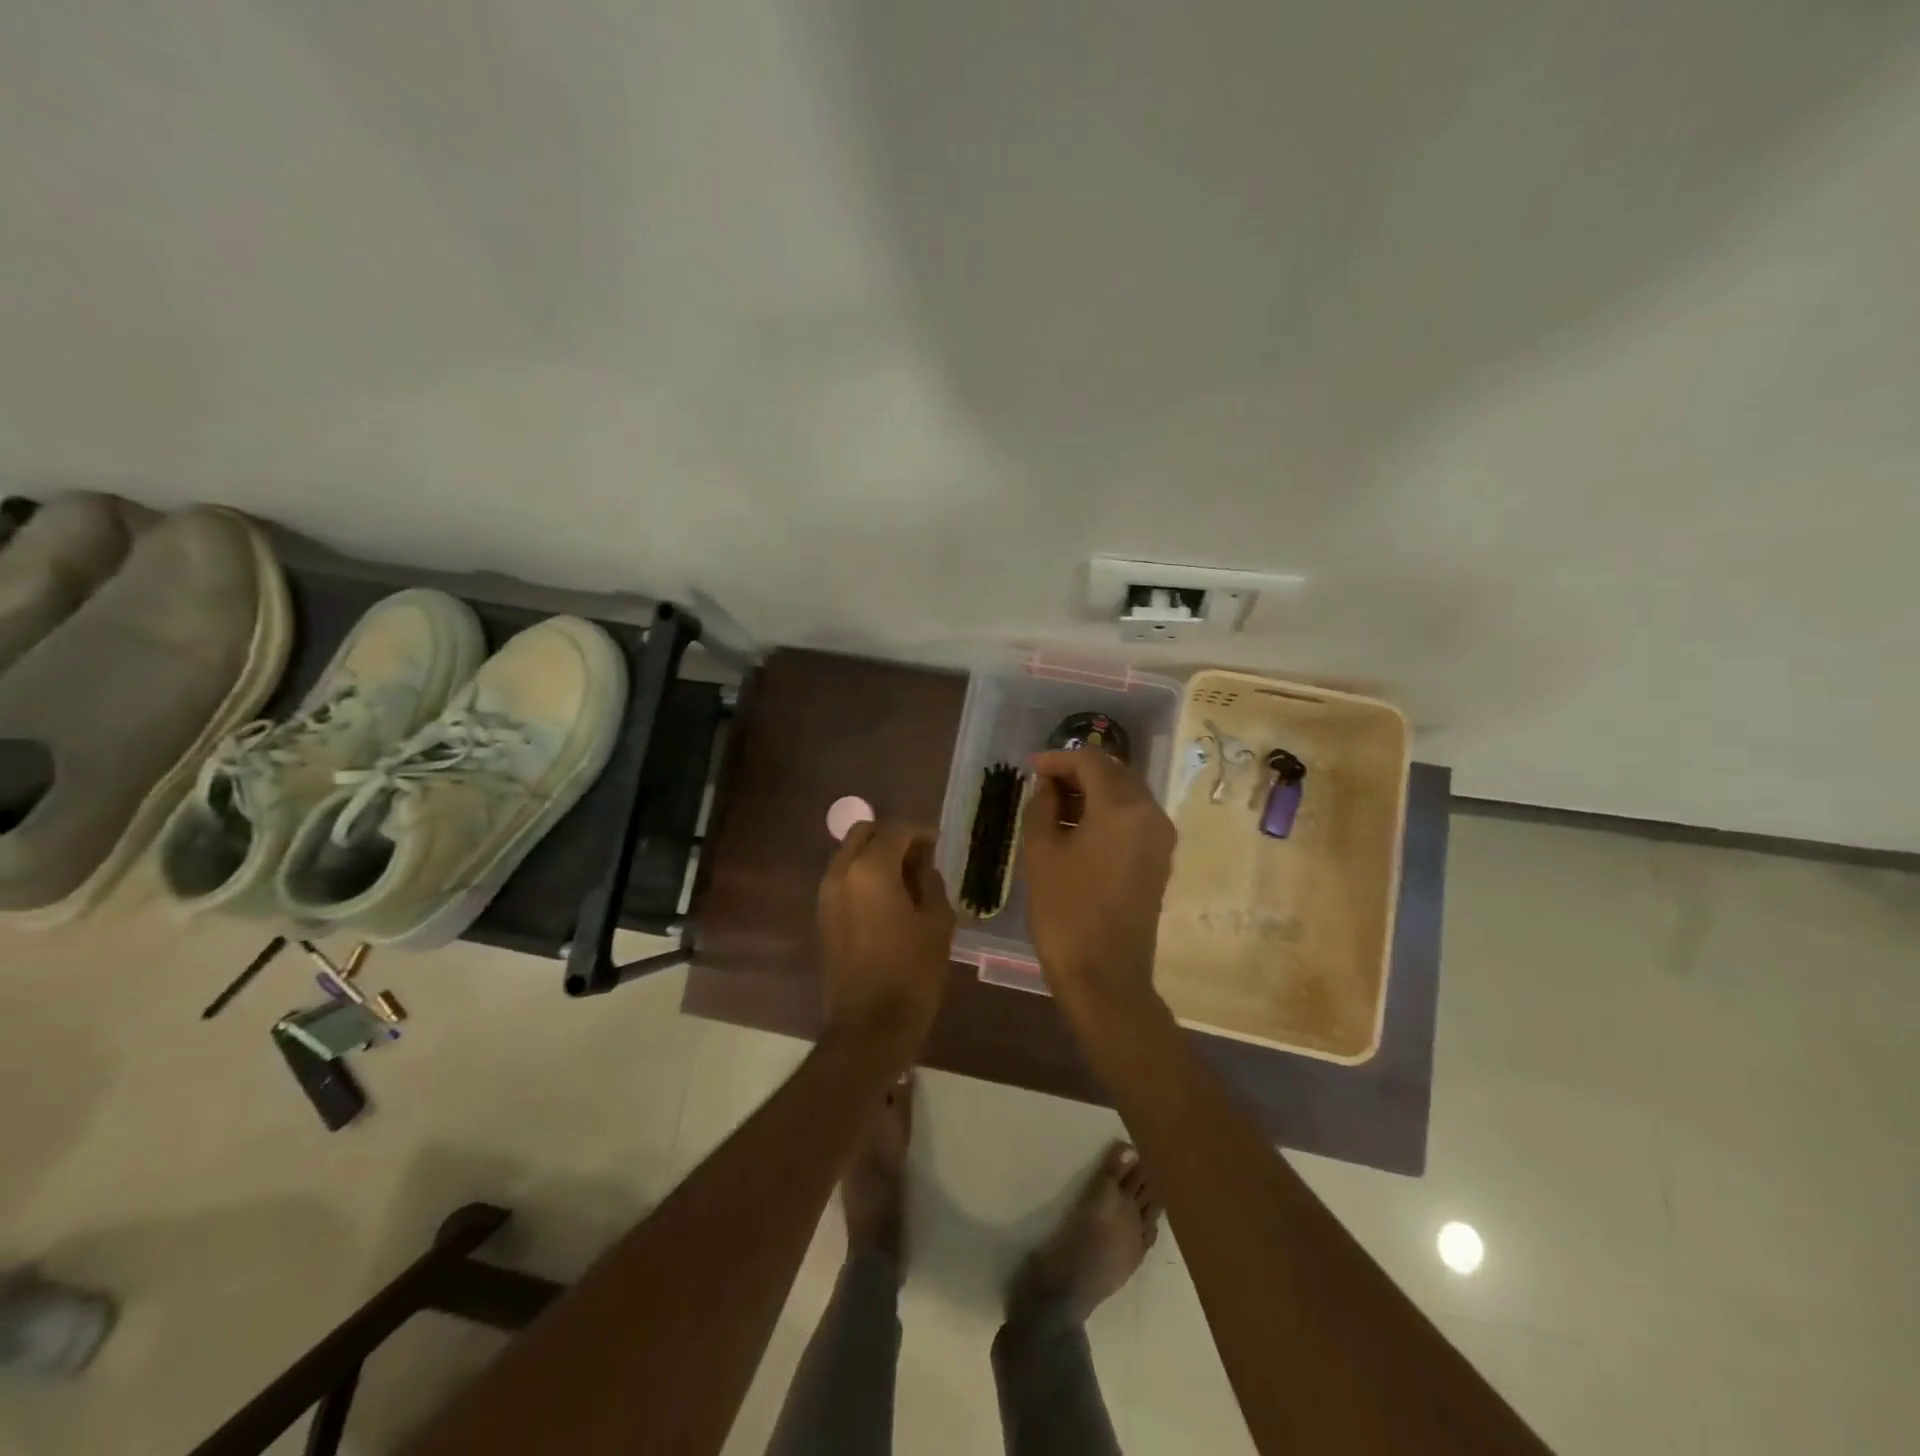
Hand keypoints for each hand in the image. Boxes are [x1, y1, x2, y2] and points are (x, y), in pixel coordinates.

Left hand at [818, 822, 955, 1049]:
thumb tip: (923, 866)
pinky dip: (864, 876)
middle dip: (893, 838)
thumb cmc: (912, 973)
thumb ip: (930, 882)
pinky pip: (844, 879)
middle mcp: (841, 873)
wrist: (870, 1026)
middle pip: (864, 833)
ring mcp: (826, 895)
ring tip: (908, 881)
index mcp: (870, 870)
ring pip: (850, 854)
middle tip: (920, 859)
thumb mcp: (937, 922)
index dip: (921, 834)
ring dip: (876, 857)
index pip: (896, 831)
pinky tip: (889, 900)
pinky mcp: (823, 916)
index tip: (939, 846)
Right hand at [1022, 749, 1175, 1009]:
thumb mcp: (1041, 853)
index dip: (1058, 759)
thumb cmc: (1065, 911)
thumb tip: (1048, 787)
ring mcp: (1160, 838)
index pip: (1091, 761)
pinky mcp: (1160, 860)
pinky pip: (1133, 818)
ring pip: (1126, 794)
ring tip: (1055, 805)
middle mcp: (1150, 813)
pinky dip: (1107, 812)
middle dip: (1077, 771)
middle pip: (1114, 772)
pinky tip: (1078, 827)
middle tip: (1041, 784)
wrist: (1105, 975)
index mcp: (1122, 807)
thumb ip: (1041, 806)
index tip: (1030, 768)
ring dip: (1093, 791)